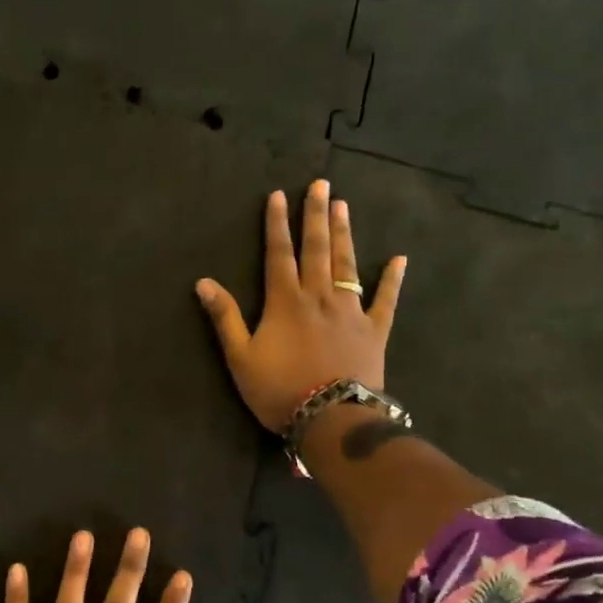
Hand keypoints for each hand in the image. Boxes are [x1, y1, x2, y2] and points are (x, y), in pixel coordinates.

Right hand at [195, 179, 405, 432]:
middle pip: (317, 249)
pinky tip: (399, 259)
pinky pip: (386, 300)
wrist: (331, 417)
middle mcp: (319, 297)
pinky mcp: (374, 330)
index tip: (279, 195)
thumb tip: (203, 282)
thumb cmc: (279, 390)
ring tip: (344, 206)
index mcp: (285, 302)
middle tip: (321, 184)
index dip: (277, 224)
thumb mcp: (240, 357)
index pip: (279, 254)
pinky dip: (392, 280)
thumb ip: (224, 318)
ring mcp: (351, 312)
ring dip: (344, 235)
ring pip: (347, 265)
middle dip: (316, 216)